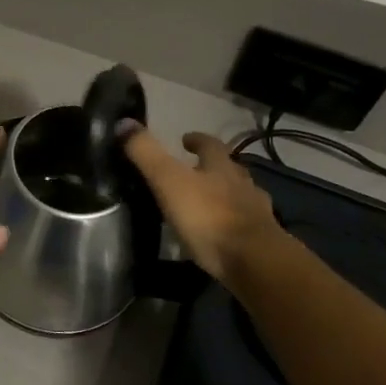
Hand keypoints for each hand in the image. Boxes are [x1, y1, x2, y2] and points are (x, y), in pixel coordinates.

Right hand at [121, 127, 287, 283]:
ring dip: (227, 197)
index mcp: (221, 167)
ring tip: (208, 205)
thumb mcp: (169, 181)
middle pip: (230, 170)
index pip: (211, 145)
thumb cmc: (208, 216)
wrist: (254, 261)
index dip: (197, 140)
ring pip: (242, 197)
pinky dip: (232, 226)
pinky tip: (221, 236)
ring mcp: (256, 214)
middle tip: (195, 172)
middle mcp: (243, 185)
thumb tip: (123, 122)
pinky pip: (245, 227)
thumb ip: (146, 153)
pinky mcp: (262, 242)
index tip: (186, 139)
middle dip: (214, 168)